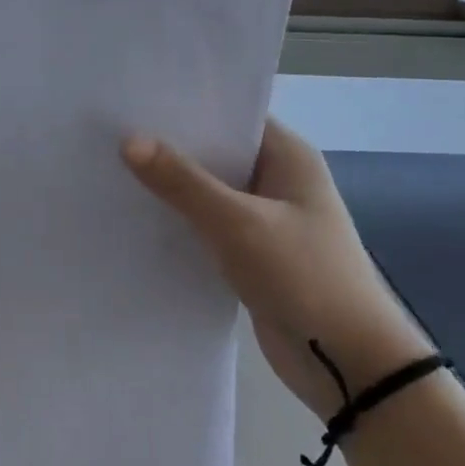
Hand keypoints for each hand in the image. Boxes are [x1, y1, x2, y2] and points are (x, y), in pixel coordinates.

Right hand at [122, 119, 432, 420]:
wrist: (351, 368)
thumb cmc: (304, 276)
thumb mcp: (238, 223)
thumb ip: (182, 181)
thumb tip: (128, 140)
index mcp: (288, 156)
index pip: (231, 113)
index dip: (185, 105)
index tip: (134, 98)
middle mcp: (277, 179)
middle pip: (215, 151)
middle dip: (170, 144)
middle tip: (112, 130)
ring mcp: (265, 217)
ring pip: (208, 189)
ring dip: (171, 184)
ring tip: (113, 165)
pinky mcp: (251, 252)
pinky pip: (207, 223)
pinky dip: (180, 218)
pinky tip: (138, 213)